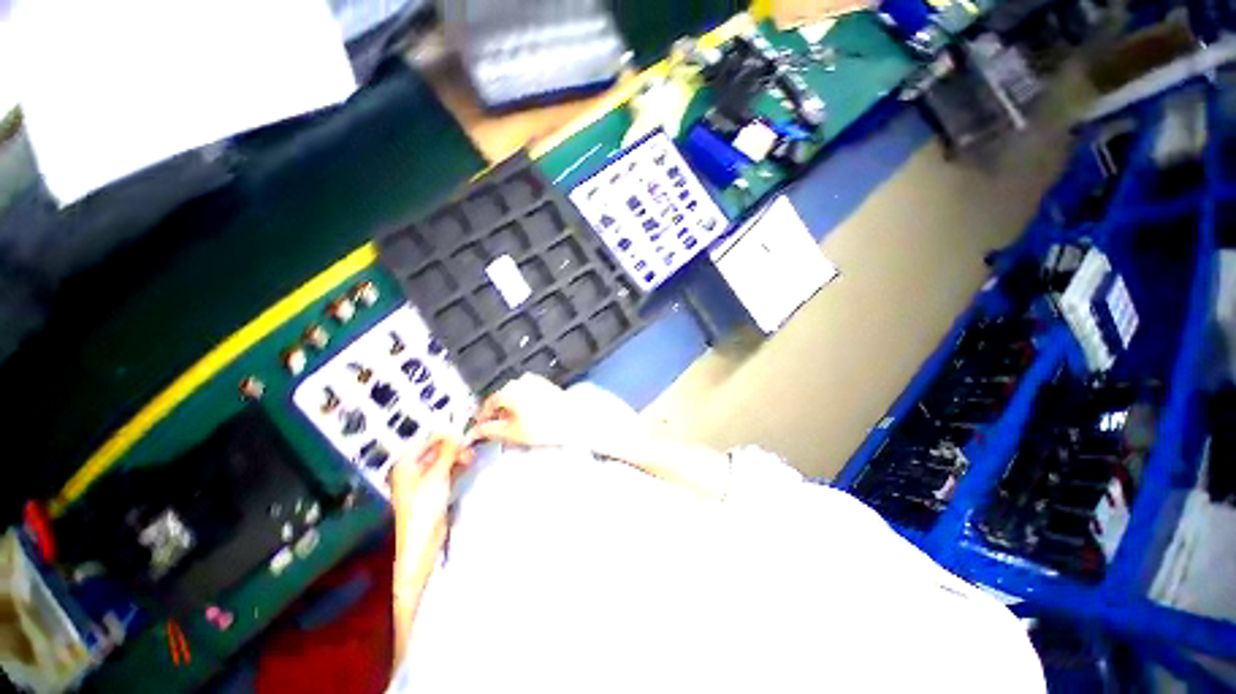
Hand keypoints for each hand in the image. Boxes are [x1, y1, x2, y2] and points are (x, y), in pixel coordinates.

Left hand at [389, 436, 469, 541]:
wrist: (423, 540)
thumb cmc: (424, 505)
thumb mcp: (437, 474)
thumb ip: (447, 452)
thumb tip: (456, 432)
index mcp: (406, 465)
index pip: (425, 442)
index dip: (443, 437)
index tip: (462, 433)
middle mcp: (413, 471)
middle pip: (435, 452)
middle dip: (452, 448)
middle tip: (469, 448)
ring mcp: (424, 482)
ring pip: (443, 462)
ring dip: (456, 458)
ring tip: (471, 457)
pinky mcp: (435, 491)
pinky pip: (447, 473)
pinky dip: (456, 468)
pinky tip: (468, 465)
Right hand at [465, 374, 586, 449]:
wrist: (574, 419)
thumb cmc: (542, 426)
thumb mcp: (512, 432)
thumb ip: (490, 431)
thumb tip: (475, 432)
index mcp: (508, 390)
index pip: (488, 404)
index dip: (483, 418)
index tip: (481, 429)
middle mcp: (519, 381)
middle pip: (502, 398)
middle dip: (499, 414)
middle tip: (499, 430)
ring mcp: (534, 381)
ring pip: (516, 395)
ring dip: (512, 409)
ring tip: (517, 426)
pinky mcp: (546, 384)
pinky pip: (528, 393)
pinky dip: (524, 404)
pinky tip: (530, 417)